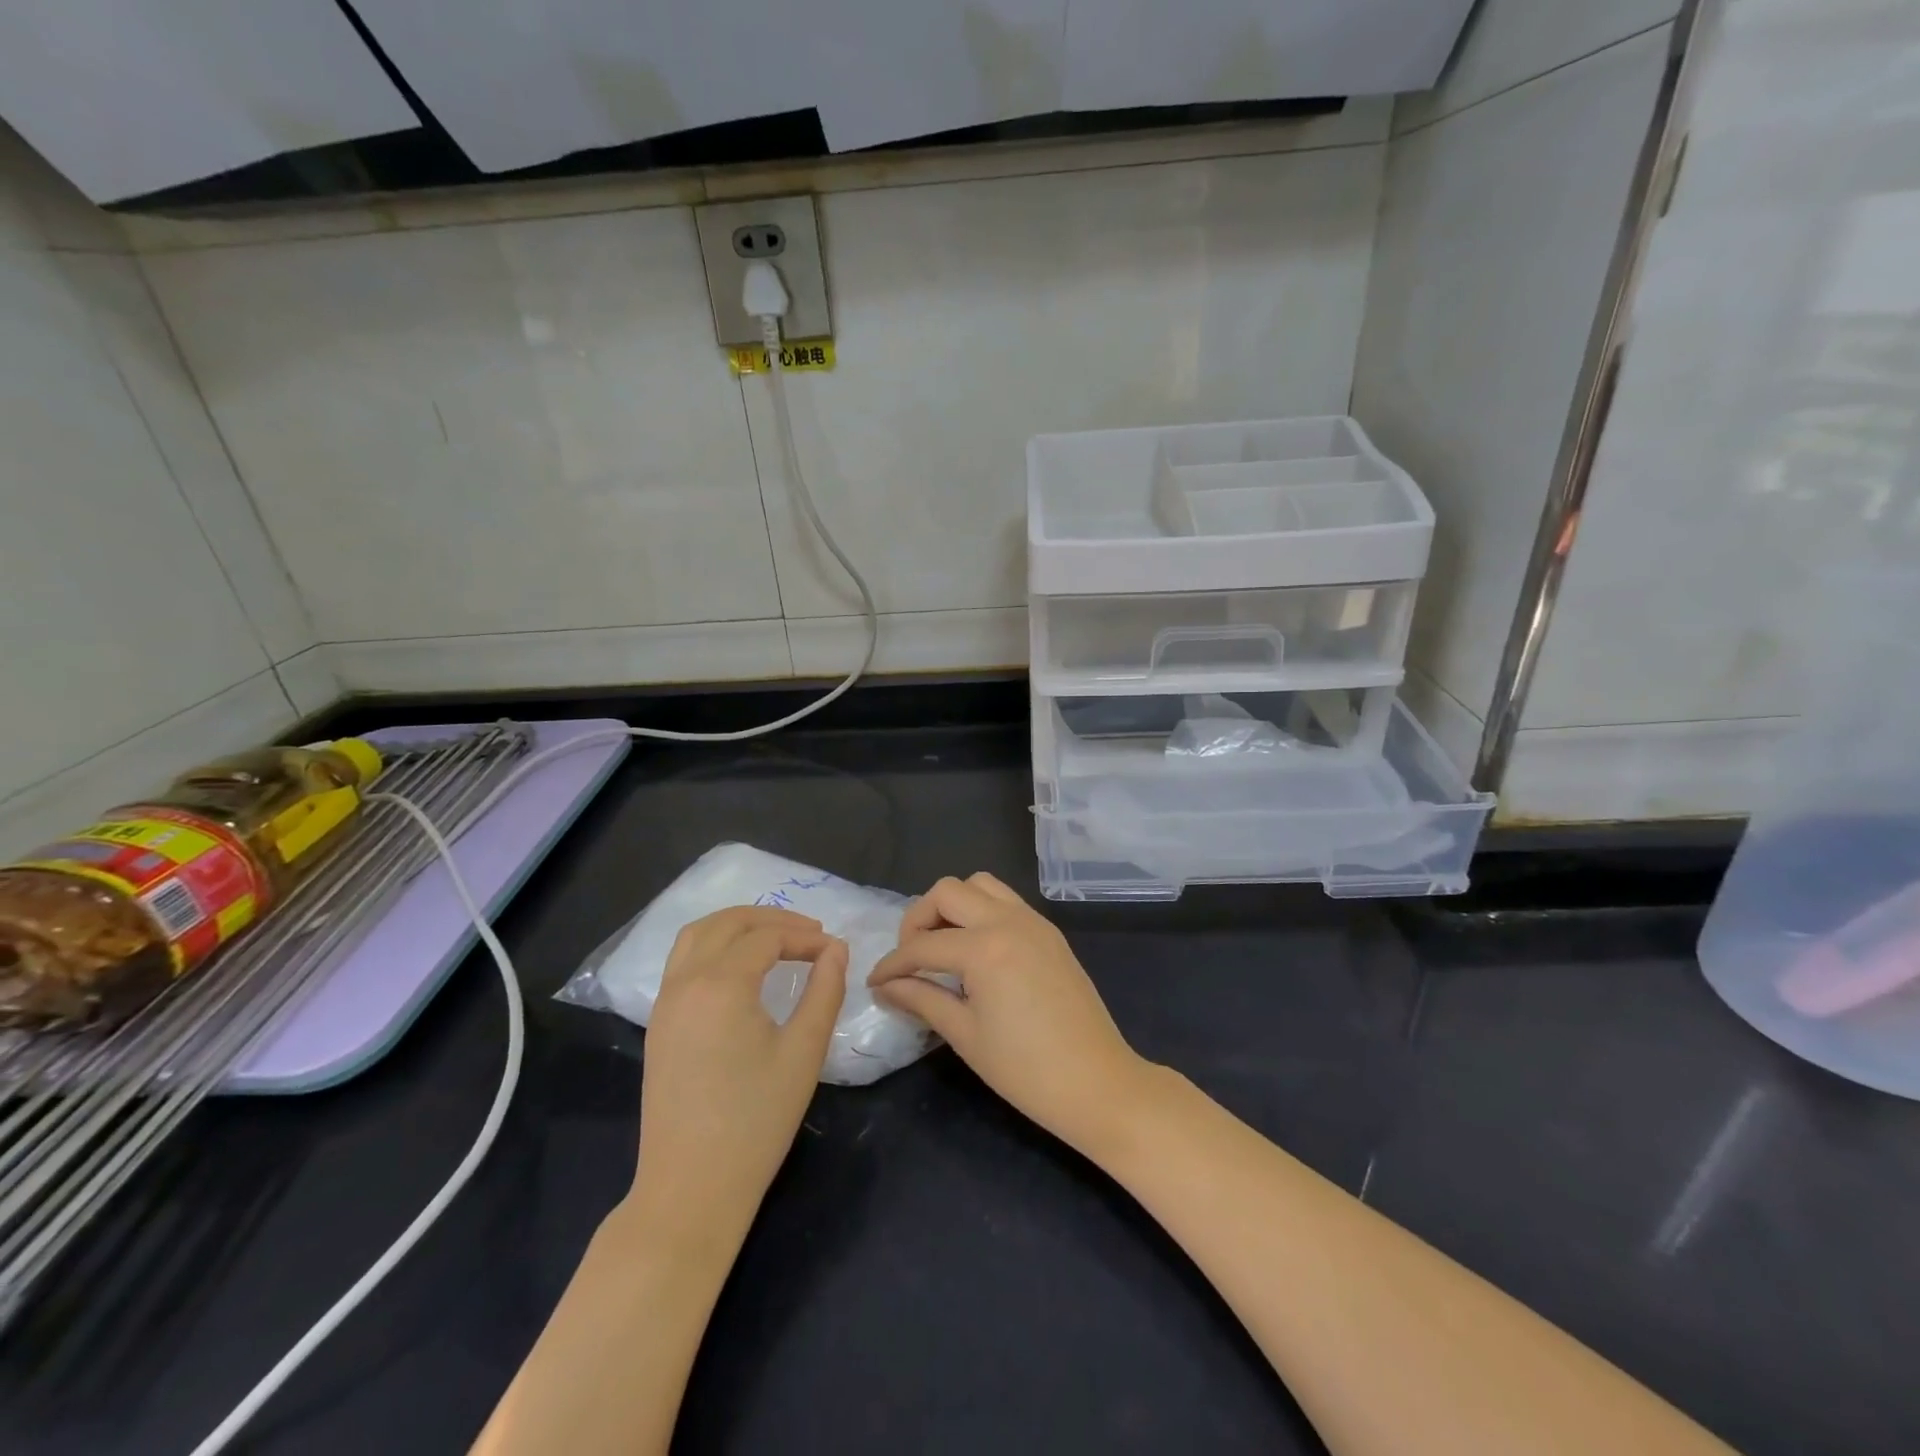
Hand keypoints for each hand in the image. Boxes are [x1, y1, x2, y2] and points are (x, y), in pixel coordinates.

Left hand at [629, 907, 847, 1242]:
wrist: (691, 1189)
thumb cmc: (756, 1121)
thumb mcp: (804, 1051)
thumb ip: (824, 990)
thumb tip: (835, 948)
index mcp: (721, 984)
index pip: (767, 937)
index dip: (805, 937)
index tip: (834, 951)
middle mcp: (685, 982)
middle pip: (727, 923)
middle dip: (771, 919)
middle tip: (810, 932)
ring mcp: (664, 1002)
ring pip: (697, 935)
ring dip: (737, 925)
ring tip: (774, 936)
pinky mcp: (657, 1024)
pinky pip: (682, 960)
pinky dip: (713, 945)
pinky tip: (739, 967)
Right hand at [868, 873, 1154, 1155]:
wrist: (1098, 1083)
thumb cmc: (1026, 1070)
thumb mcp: (965, 1035)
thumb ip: (922, 999)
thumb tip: (886, 987)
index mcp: (985, 948)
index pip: (923, 945)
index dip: (892, 964)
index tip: (875, 983)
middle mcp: (1008, 920)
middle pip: (948, 891)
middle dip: (918, 918)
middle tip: (911, 957)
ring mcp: (1033, 922)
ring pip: (980, 885)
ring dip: (953, 906)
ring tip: (942, 946)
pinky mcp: (1049, 932)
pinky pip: (1006, 901)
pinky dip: (981, 912)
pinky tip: (976, 950)